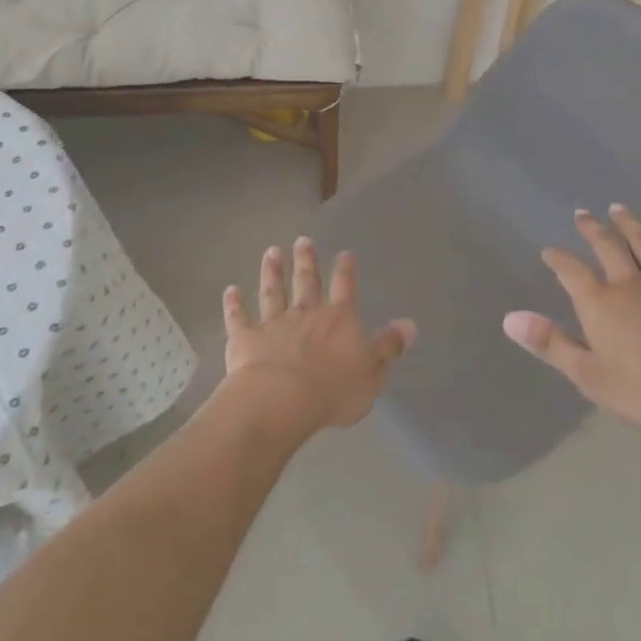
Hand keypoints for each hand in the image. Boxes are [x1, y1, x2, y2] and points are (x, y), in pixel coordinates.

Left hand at [220, 237, 416, 437]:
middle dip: (306, 260)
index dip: (346, 270)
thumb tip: (409, 323)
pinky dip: (234, 303)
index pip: (345, 288)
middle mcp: (306, 313)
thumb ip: (388, 347)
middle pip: (307, 281)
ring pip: (273, 291)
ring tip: (271, 251)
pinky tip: (230, 290)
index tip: (344, 252)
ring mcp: (274, 323)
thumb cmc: (332, 391)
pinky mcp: (245, 337)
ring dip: (272, 272)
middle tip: (303, 240)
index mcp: (338, 320)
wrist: (280, 400)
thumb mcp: (372, 374)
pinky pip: (239, 317)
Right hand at [503, 205, 640, 441]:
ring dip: (631, 226)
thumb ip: (551, 344)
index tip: (549, 251)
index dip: (558, 259)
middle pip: (608, 247)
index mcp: (601, 304)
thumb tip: (510, 319)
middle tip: (583, 213)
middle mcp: (630, 284)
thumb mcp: (590, 376)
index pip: (571, 272)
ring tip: (620, 209)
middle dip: (593, 229)